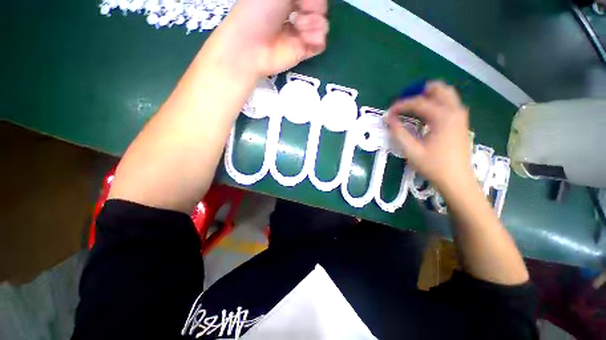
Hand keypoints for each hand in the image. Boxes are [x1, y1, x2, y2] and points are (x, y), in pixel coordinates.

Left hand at [221, 0, 328, 75]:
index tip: (302, 2)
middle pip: (321, 9)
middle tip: (298, 14)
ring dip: (314, 25)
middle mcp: (297, 13)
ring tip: (298, 29)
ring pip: (323, 26)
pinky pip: (321, 44)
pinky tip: (305, 42)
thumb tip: (317, 6)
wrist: (252, 46)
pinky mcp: (303, 51)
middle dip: (314, 8)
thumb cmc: (259, 11)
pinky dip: (316, 41)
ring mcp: (301, 33)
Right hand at [387, 82, 474, 194]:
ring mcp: (460, 116)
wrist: (457, 180)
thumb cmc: (433, 166)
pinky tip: (424, 115)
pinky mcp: (460, 123)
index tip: (388, 112)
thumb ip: (398, 132)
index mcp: (443, 117)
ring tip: (411, 107)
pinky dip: (435, 103)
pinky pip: (448, 104)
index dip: (401, 105)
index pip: (419, 102)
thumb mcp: (411, 150)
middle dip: (419, 92)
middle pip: (439, 89)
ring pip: (445, 95)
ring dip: (428, 96)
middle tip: (403, 103)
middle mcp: (455, 111)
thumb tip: (388, 118)